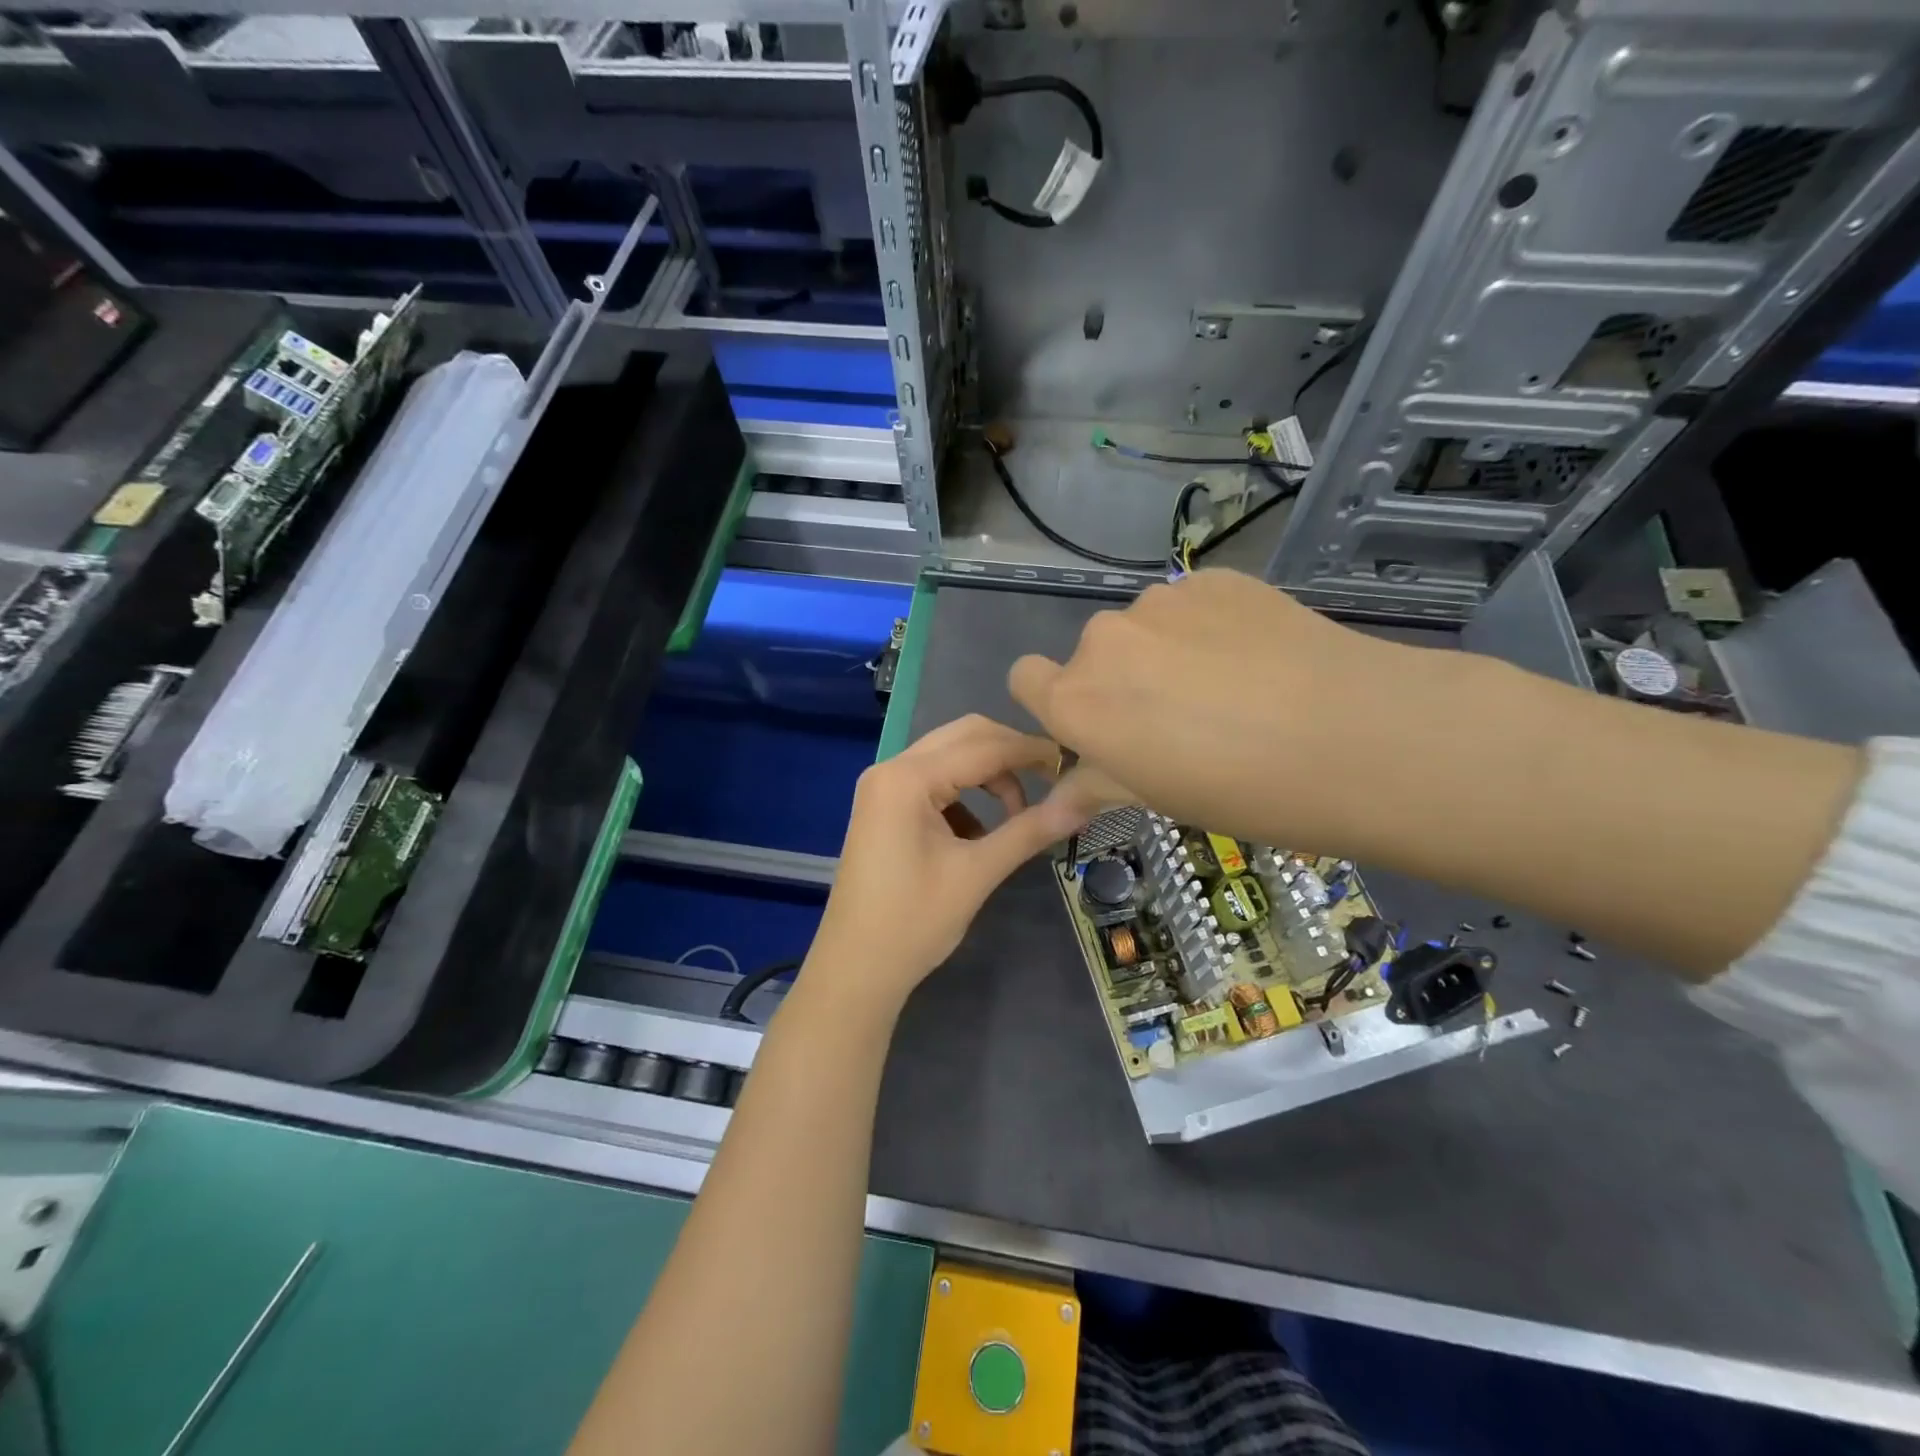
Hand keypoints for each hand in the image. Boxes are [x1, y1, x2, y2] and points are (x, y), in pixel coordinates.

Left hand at [804, 715, 1087, 1015]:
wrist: (855, 970)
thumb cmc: (914, 923)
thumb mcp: (977, 873)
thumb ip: (1029, 831)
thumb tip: (1083, 803)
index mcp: (908, 778)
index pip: (983, 746)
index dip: (1032, 751)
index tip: (1074, 761)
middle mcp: (891, 769)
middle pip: (963, 737)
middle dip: (1010, 754)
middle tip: (1051, 781)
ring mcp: (883, 787)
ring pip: (949, 757)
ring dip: (988, 776)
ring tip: (1018, 816)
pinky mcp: (884, 807)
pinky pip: (934, 781)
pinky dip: (964, 795)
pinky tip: (980, 833)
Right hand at [1008, 569, 1433, 849]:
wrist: (1353, 735)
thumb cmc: (1239, 790)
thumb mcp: (1156, 798)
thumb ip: (1094, 787)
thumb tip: (1052, 806)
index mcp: (1078, 699)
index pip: (1025, 678)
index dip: (1053, 702)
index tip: (1098, 727)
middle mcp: (1104, 640)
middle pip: (1091, 655)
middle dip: (1119, 682)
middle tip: (1177, 721)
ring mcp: (1160, 601)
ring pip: (1143, 628)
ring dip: (1163, 653)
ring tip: (1228, 689)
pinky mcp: (1213, 579)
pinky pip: (1190, 605)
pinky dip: (1207, 629)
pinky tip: (1257, 659)